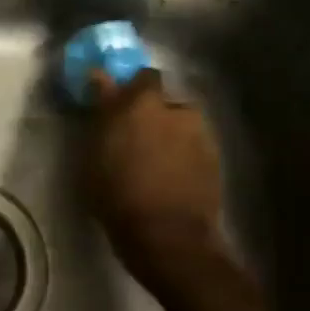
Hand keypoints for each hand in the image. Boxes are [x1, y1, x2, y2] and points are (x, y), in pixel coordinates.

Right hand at [84, 67, 225, 272]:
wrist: (168, 235)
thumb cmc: (118, 195)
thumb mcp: (94, 155)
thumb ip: (101, 112)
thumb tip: (99, 77)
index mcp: (141, 103)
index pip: (139, 75)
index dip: (129, 87)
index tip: (117, 102)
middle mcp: (175, 109)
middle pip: (162, 99)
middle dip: (150, 111)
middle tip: (135, 136)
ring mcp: (200, 132)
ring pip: (180, 122)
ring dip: (169, 132)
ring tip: (155, 160)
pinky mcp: (215, 156)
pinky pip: (193, 144)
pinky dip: (182, 153)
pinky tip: (172, 175)